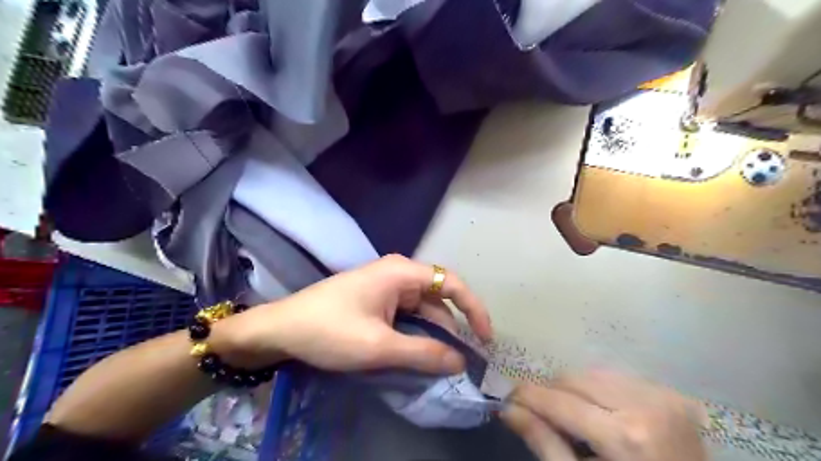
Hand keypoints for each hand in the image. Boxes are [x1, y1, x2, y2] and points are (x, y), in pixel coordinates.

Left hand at [213, 253, 492, 375]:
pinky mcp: (375, 299)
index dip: (474, 309)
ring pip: (422, 310)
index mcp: (402, 272)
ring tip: (441, 365)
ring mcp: (385, 286)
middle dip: (452, 330)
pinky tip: (417, 354)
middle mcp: (397, 273)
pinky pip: (406, 315)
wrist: (280, 329)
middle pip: (438, 299)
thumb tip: (460, 362)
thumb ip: (424, 353)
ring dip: (432, 335)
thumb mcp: (380, 346)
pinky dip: (415, 334)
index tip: (484, 339)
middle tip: (462, 363)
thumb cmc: (329, 331)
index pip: (451, 283)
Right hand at [504, 370, 708, 460]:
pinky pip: (616, 377)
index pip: (559, 401)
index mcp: (626, 436)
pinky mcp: (672, 394)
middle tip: (538, 412)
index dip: (527, 396)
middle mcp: (646, 405)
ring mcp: (664, 396)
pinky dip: (597, 389)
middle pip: (574, 379)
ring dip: (572, 389)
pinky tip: (599, 411)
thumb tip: (508, 410)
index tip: (507, 400)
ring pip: (592, 373)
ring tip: (569, 414)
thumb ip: (544, 444)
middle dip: (550, 393)